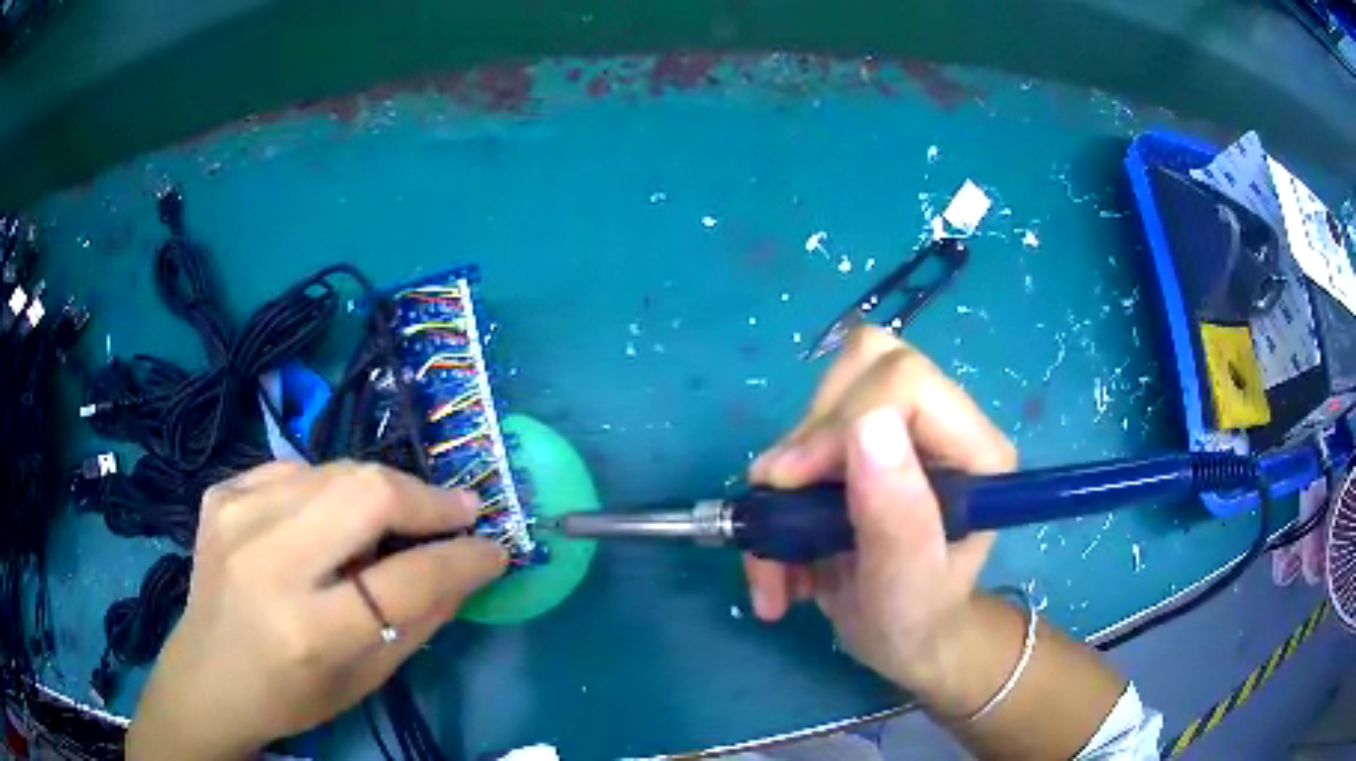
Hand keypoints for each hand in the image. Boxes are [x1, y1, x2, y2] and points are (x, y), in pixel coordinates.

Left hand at [126, 461, 506, 760]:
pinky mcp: (221, 495)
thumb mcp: (366, 679)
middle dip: (426, 498)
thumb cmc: (291, 694)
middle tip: (457, 511)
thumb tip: (467, 566)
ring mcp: (235, 516)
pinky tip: (324, 522)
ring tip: (395, 521)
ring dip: (379, 492)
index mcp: (307, 629)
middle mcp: (266, 562)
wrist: (207, 674)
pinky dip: (325, 491)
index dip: (463, 559)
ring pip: (334, 471)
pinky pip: (293, 471)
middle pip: (366, 493)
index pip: (407, 579)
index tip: (495, 547)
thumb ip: (420, 620)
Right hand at [744, 327, 1015, 690]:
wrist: (902, 640)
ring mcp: (901, 430)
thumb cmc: (915, 622)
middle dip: (809, 437)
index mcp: (974, 450)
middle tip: (782, 506)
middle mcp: (941, 426)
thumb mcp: (906, 585)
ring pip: (826, 395)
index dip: (841, 423)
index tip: (792, 484)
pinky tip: (781, 554)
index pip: (906, 382)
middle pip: (865, 366)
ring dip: (784, 473)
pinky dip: (775, 494)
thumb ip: (896, 515)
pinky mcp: (863, 446)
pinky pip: (803, 434)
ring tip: (777, 551)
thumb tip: (868, 426)